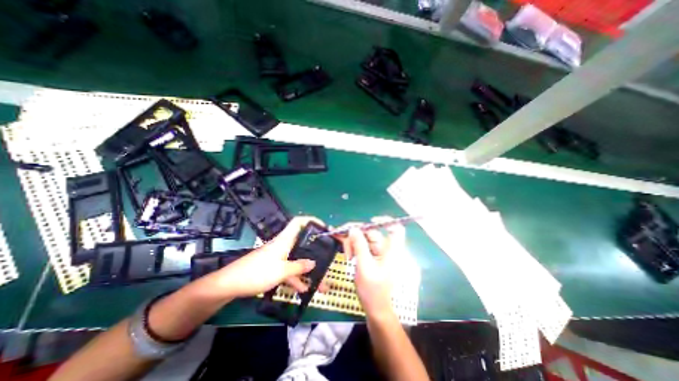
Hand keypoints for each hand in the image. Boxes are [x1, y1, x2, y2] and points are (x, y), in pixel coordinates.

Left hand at [209, 217, 320, 300]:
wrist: (229, 284)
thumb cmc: (257, 272)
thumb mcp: (281, 271)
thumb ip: (299, 266)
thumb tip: (313, 263)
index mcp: (285, 240)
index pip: (299, 222)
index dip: (311, 220)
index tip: (323, 227)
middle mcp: (283, 245)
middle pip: (302, 241)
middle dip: (315, 248)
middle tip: (327, 253)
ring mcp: (278, 256)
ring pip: (297, 259)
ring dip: (307, 269)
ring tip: (320, 281)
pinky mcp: (273, 266)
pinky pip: (289, 270)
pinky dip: (296, 278)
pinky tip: (303, 289)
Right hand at [338, 218, 404, 318]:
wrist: (374, 308)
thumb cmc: (373, 291)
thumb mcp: (364, 267)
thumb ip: (359, 246)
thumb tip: (353, 228)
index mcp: (392, 251)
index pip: (396, 229)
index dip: (386, 221)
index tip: (370, 221)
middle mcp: (386, 248)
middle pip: (372, 232)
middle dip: (357, 235)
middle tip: (345, 242)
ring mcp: (378, 252)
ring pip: (364, 237)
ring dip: (353, 243)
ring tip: (347, 256)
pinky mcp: (371, 256)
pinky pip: (361, 245)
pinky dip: (354, 247)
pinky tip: (348, 256)